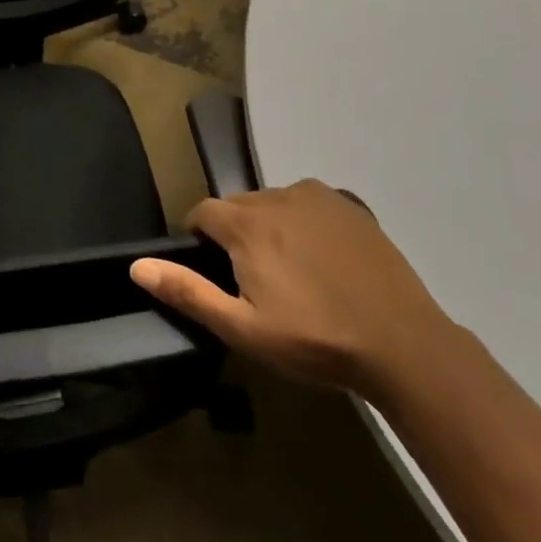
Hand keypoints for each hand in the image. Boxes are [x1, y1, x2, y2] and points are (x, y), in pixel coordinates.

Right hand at [130, 181, 456, 400]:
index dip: (201, 240)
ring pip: (274, 204)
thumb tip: (136, 266)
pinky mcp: (351, 207)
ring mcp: (319, 197)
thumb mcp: (243, 328)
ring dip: (271, 228)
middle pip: (239, 207)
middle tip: (256, 282)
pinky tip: (325, 260)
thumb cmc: (315, 339)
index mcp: (246, 223)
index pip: (203, 213)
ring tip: (293, 273)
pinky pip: (311, 205)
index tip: (216, 273)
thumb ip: (188, 292)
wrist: (404, 346)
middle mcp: (277, 196)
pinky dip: (306, 223)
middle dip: (236, 236)